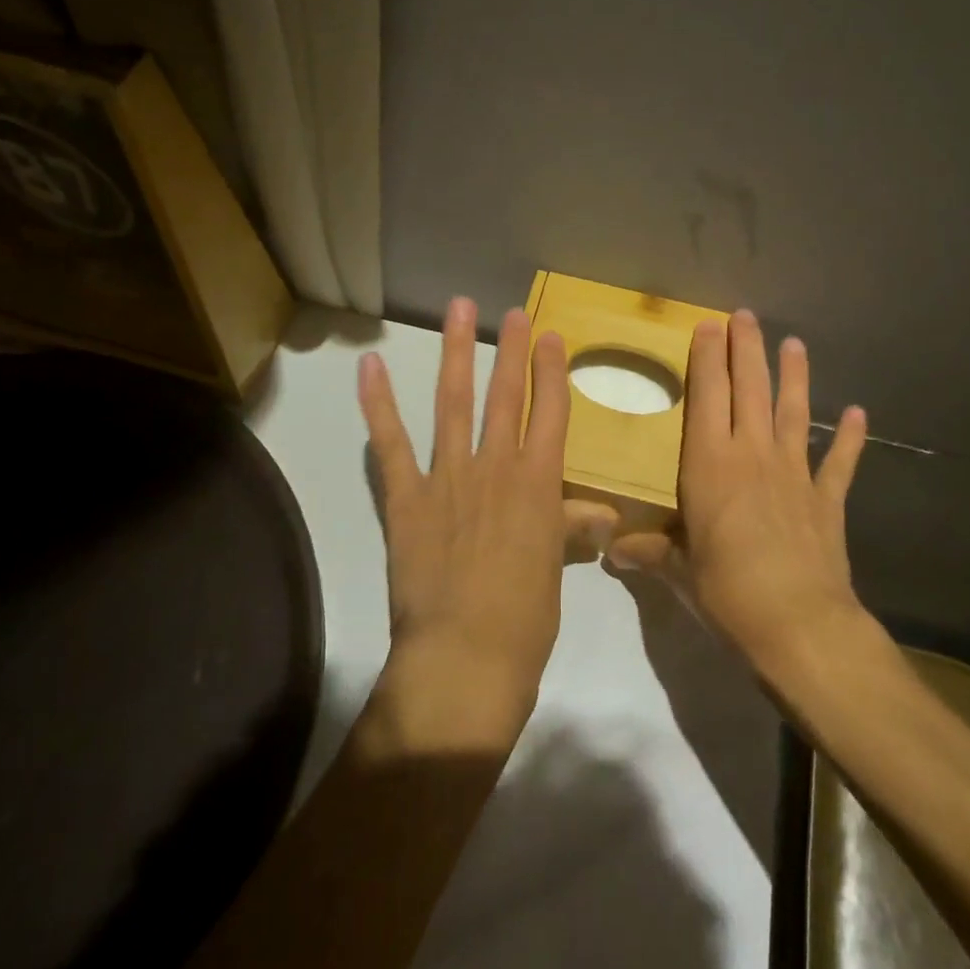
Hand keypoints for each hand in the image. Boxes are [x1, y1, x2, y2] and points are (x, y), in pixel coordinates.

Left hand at [358, 298, 571, 738]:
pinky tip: (369, 366)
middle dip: (510, 349)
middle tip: (512, 312)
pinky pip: (390, 442)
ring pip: (453, 402)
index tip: (550, 336)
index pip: (550, 412)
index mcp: (539, 483)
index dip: (551, 371)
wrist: (466, 657)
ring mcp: (448, 476)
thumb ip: (570, 528)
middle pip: (505, 395)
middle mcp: (496, 466)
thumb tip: (601, 514)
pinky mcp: (406, 496)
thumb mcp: (555, 568)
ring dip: (455, 353)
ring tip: (457, 311)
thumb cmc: (525, 619)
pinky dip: (377, 403)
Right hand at [608, 310, 869, 669]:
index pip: (707, 397)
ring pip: (792, 412)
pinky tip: (857, 413)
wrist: (798, 625)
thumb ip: (650, 551)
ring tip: (795, 343)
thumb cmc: (727, 592)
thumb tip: (612, 550)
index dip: (707, 359)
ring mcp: (793, 473)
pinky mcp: (825, 499)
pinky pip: (839, 462)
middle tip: (745, 315)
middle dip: (746, 350)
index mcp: (709, 464)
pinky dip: (849, 438)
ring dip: (794, 376)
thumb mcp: (679, 572)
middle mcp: (751, 455)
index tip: (709, 325)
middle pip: (749, 390)